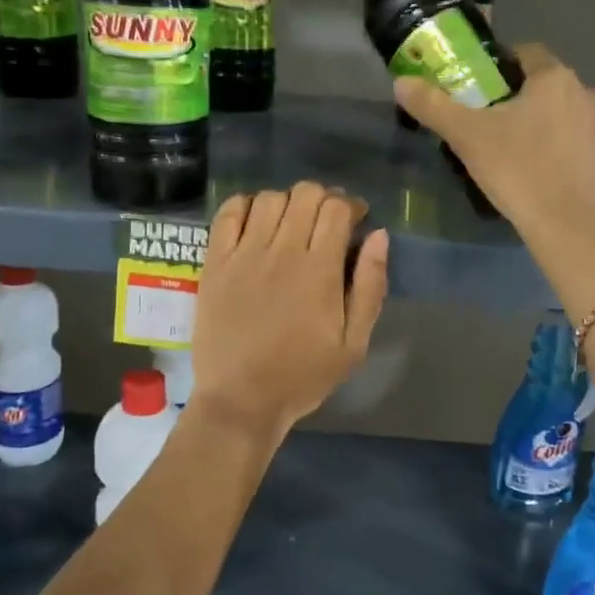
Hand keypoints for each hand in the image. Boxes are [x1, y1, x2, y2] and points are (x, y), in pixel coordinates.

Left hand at [189, 182, 389, 439]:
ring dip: (288, 202)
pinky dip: (246, 205)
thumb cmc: (303, 376)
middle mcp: (282, 252)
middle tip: (326, 223)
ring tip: (292, 224)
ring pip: (270, 198)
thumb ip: (370, 286)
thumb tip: (379, 235)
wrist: (241, 400)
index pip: (337, 208)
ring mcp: (244, 254)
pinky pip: (229, 213)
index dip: (351, 205)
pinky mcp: (215, 262)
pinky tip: (256, 222)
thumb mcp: (353, 343)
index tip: (356, 220)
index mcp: (320, 271)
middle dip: (323, 199)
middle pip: (306, 194)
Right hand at [394, 44, 594, 243]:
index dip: (502, 68)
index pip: (526, 54)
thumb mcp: (467, 137)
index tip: (483, 91)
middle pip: (549, 86)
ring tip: (526, 152)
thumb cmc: (516, 171)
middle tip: (498, 128)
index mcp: (553, 78)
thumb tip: (401, 82)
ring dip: (552, 123)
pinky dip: (571, 149)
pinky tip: (553, 172)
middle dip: (526, 99)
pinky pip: (587, 142)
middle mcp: (587, 92)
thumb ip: (433, 105)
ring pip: (571, 113)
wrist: (567, 226)